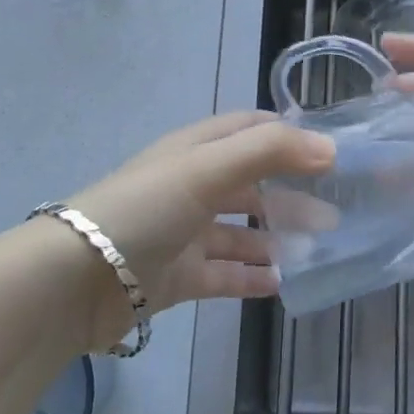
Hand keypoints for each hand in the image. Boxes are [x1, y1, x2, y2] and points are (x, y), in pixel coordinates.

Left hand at [64, 112, 334, 353]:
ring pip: (240, 231)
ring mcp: (183, 233)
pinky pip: (224, 274)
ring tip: (320, 247)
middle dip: (291, 192)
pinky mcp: (176, 276)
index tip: (332, 152)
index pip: (249, 130)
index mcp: (195, 150)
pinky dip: (252, 276)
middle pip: (251, 183)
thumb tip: (330, 148)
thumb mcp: (207, 168)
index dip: (289, 135)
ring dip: (276, 236)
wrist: (75, 280)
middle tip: (337, 210)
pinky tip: (282, 284)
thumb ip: (269, 152)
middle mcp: (191, 186)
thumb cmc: (145, 209)